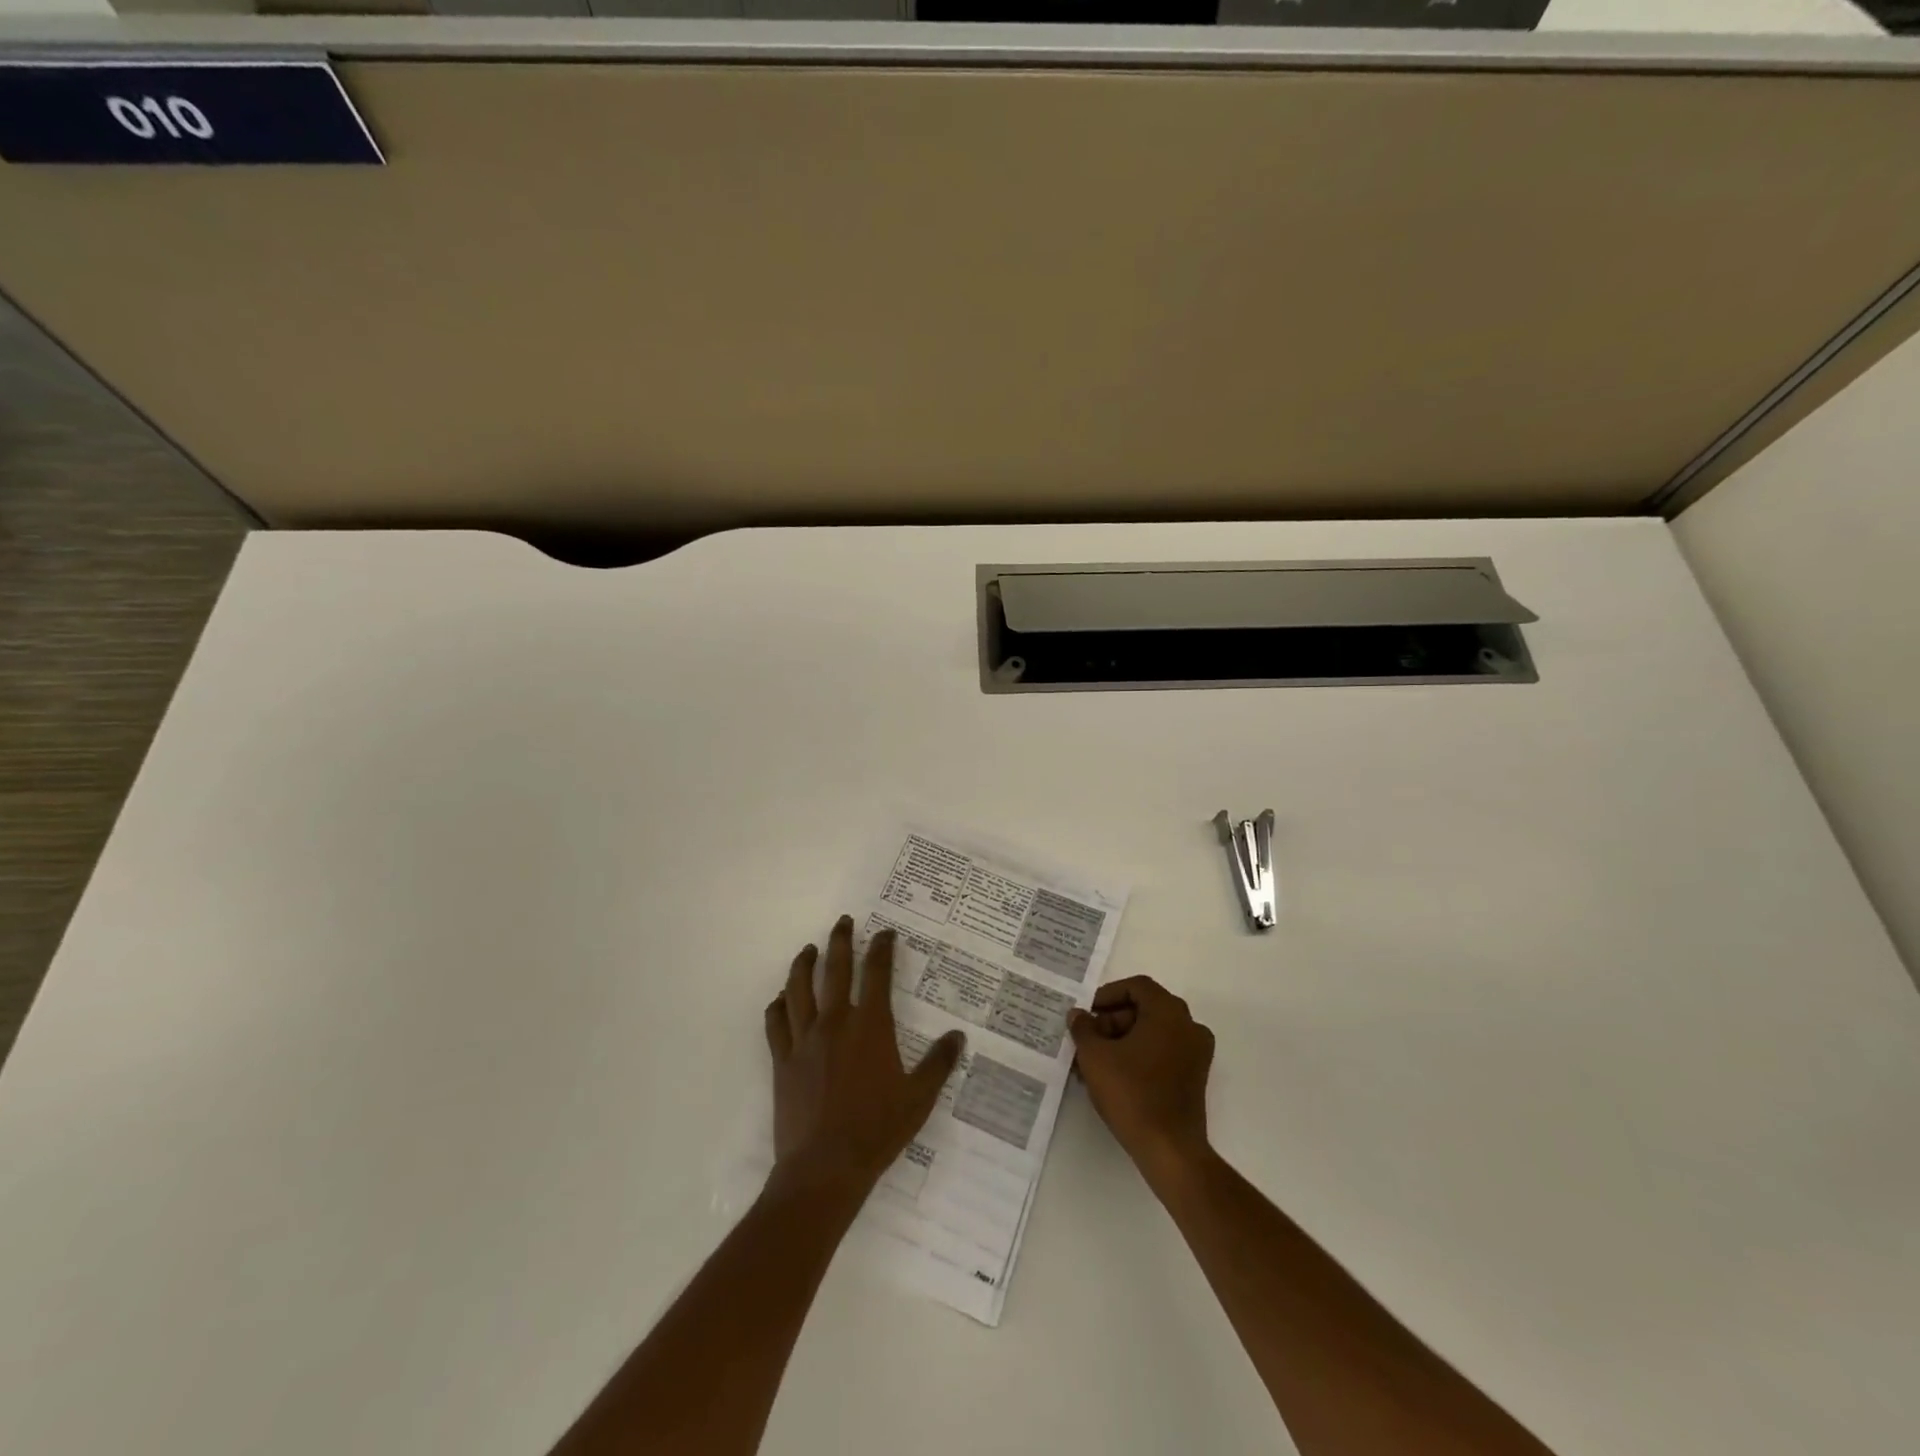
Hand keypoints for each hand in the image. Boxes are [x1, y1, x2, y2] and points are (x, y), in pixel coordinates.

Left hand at [764, 916, 964, 1204]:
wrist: (824, 1167)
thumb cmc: (876, 1130)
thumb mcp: (919, 1098)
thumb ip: (939, 1063)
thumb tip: (957, 1036)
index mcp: (870, 1025)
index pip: (876, 973)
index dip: (881, 948)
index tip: (885, 933)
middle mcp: (835, 1022)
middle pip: (834, 969)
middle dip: (840, 940)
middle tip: (843, 922)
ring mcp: (804, 1040)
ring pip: (799, 989)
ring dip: (804, 965)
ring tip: (808, 950)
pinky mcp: (782, 1061)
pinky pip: (776, 1024)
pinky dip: (778, 1005)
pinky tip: (780, 999)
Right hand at [1069, 975, 1215, 1192]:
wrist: (1170, 1150)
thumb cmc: (1132, 1093)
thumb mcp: (1095, 1056)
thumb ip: (1083, 1028)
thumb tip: (1078, 1015)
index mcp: (1168, 1012)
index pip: (1136, 987)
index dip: (1107, 995)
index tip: (1087, 1013)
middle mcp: (1188, 1026)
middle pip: (1144, 1009)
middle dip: (1111, 1021)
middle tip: (1086, 1039)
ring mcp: (1195, 1053)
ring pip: (1151, 1033)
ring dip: (1121, 1041)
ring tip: (1091, 1062)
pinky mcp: (1194, 1077)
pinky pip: (1162, 1053)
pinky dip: (1138, 1056)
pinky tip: (1111, 1076)